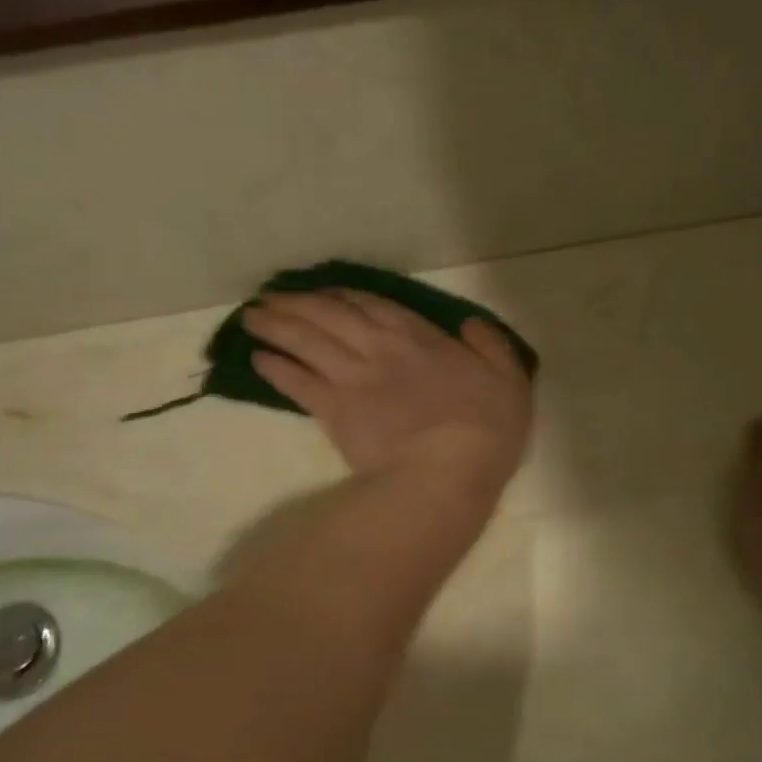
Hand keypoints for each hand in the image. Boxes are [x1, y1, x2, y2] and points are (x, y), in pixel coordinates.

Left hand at [244, 291, 533, 496]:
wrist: (449, 468)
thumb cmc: (487, 427)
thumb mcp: (509, 379)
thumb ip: (490, 346)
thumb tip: (470, 324)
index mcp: (420, 338)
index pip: (373, 306)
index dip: (343, 296)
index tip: (322, 292)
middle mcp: (379, 347)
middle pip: (329, 315)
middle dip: (297, 303)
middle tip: (269, 297)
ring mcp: (353, 376)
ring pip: (306, 341)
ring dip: (276, 326)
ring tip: (252, 317)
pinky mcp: (334, 410)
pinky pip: (297, 383)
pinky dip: (276, 369)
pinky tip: (258, 359)